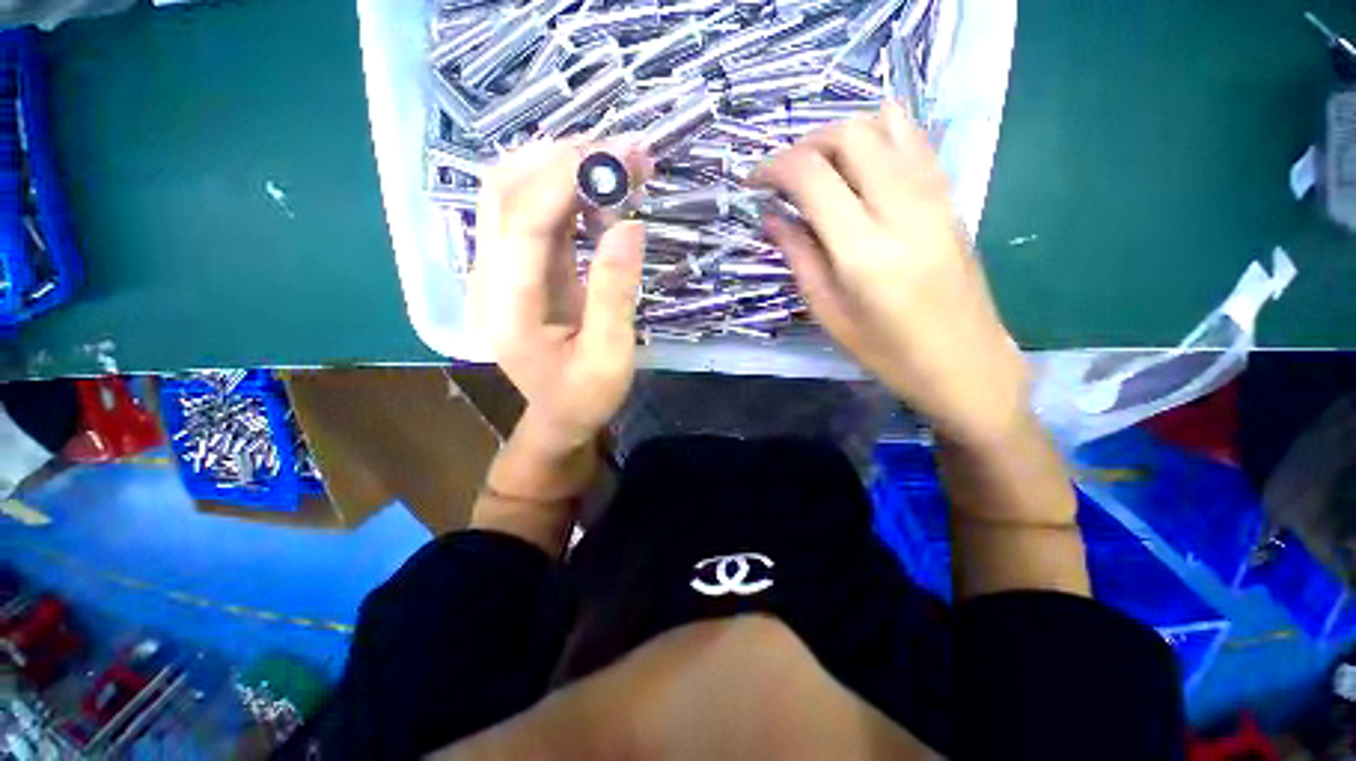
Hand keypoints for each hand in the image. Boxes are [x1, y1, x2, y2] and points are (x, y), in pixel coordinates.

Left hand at [471, 139, 645, 452]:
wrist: (560, 416)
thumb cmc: (585, 395)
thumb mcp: (610, 355)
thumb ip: (615, 292)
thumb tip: (630, 224)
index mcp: (506, 307)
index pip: (521, 221)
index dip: (564, 179)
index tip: (617, 155)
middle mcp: (490, 278)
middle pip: (506, 190)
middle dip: (564, 159)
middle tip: (625, 151)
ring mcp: (502, 270)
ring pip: (518, 192)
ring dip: (567, 168)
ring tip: (622, 163)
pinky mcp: (522, 268)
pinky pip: (539, 215)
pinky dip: (572, 194)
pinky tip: (607, 193)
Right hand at [754, 103, 1028, 447]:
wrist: (965, 362)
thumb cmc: (887, 351)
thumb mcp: (829, 312)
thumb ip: (799, 256)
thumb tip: (771, 217)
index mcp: (863, 249)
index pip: (812, 175)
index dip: (774, 167)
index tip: (753, 182)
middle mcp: (902, 208)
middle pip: (850, 134)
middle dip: (805, 145)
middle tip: (784, 177)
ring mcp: (935, 196)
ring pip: (885, 124)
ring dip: (840, 136)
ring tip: (818, 168)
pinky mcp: (951, 197)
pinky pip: (914, 140)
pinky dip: (878, 136)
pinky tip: (859, 164)